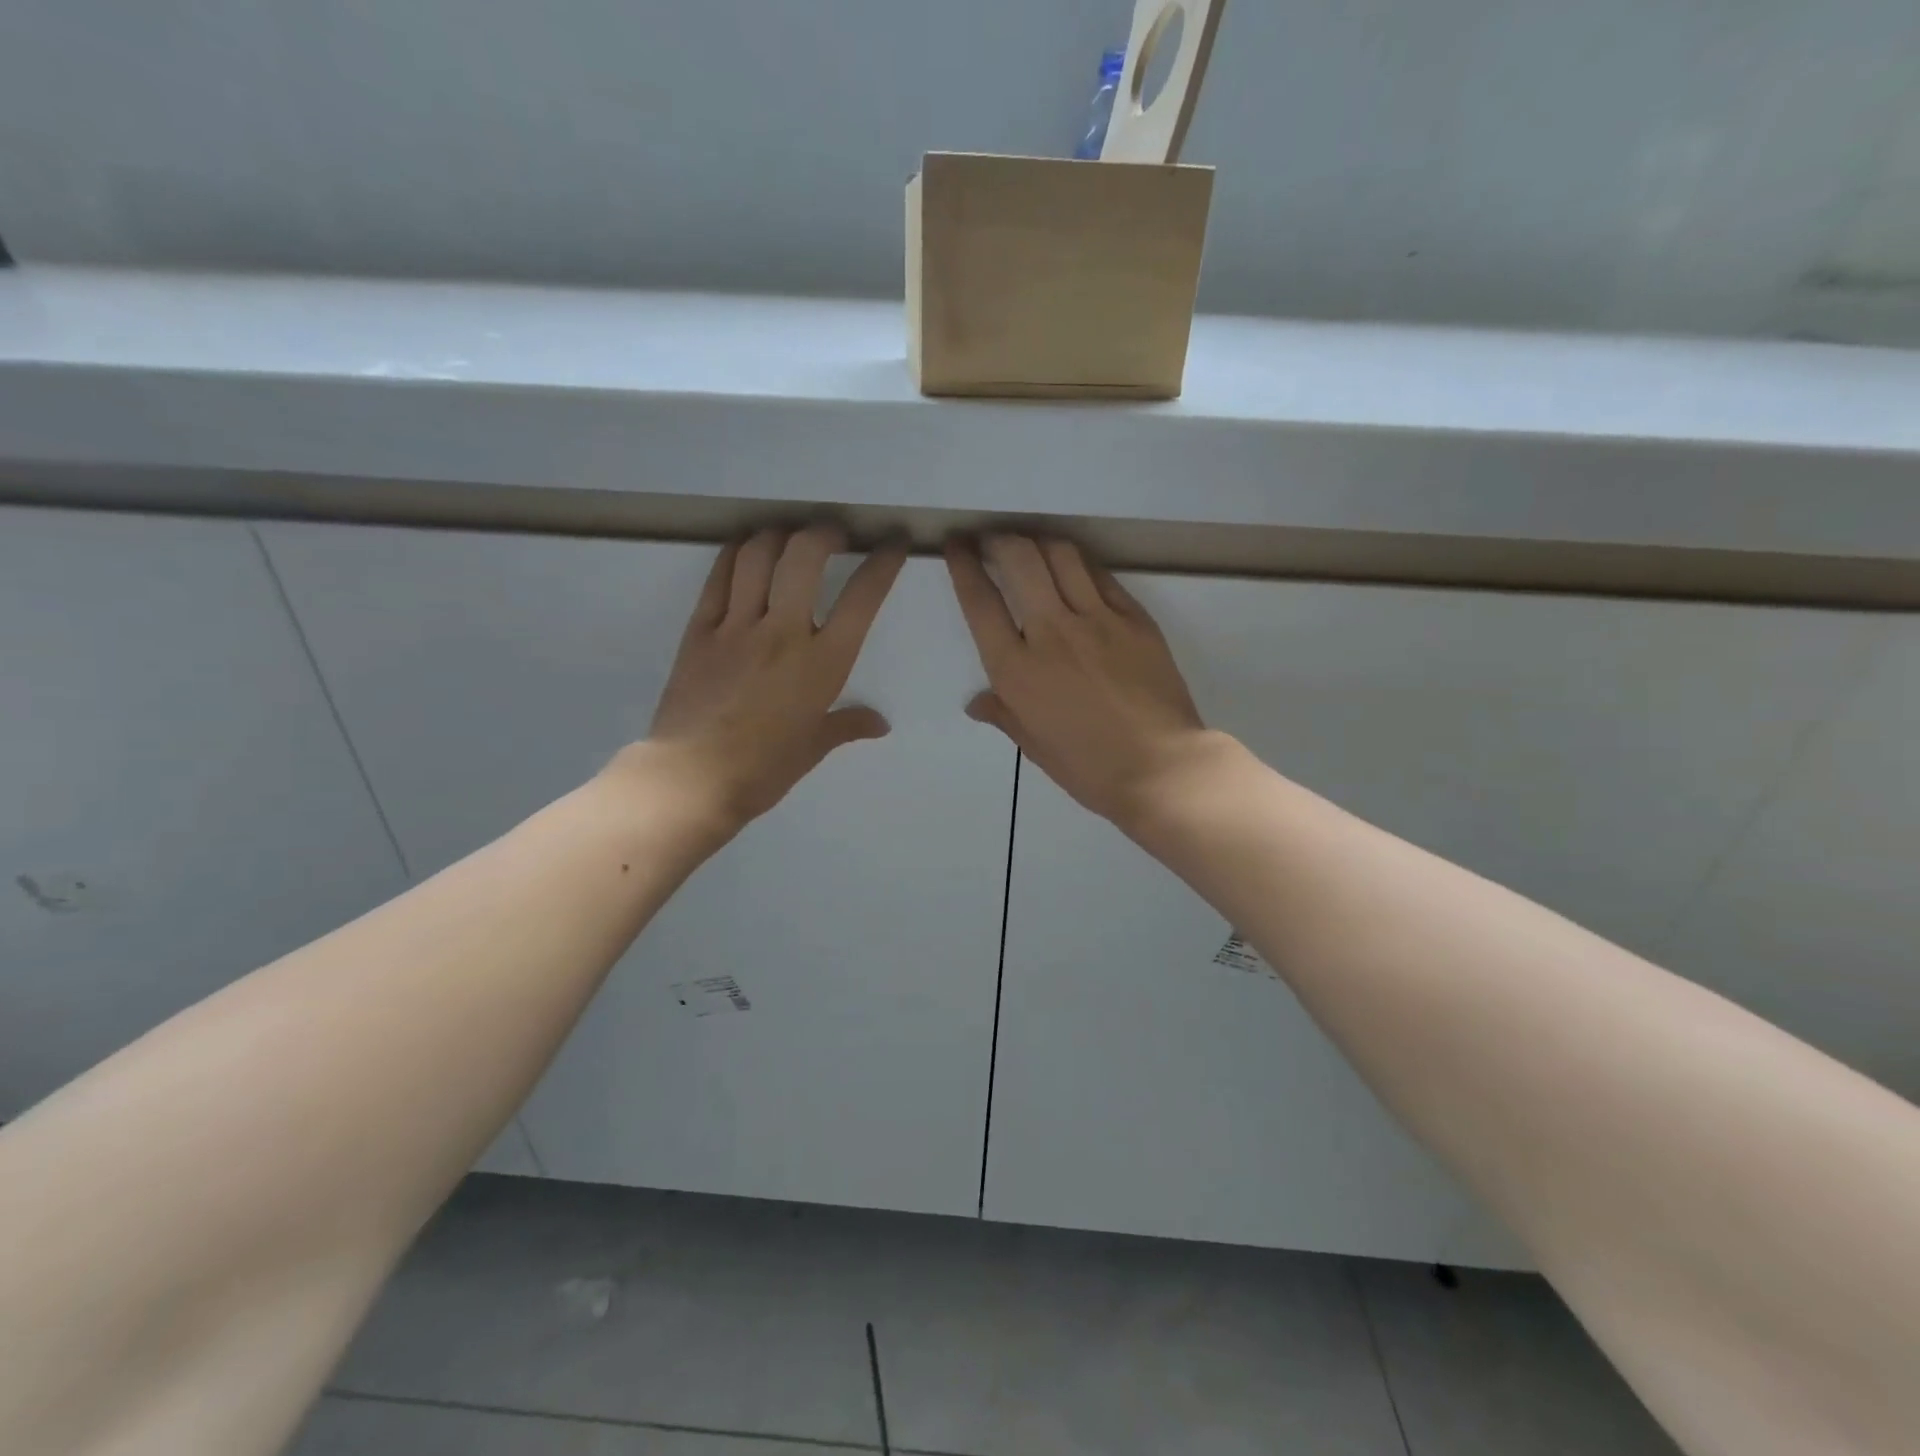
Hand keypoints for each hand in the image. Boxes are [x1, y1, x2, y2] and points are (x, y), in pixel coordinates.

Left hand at [636, 526, 904, 829]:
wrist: (693, 779)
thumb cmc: (764, 769)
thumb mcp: (813, 747)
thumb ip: (847, 725)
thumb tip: (879, 724)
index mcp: (822, 663)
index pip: (862, 598)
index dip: (883, 562)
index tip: (893, 544)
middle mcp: (783, 632)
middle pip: (805, 555)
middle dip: (825, 532)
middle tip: (834, 533)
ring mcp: (737, 626)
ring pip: (759, 555)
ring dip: (779, 534)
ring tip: (789, 537)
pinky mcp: (699, 629)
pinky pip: (720, 577)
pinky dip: (736, 554)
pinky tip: (746, 550)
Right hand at [946, 534, 1215, 827]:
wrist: (1160, 767)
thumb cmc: (1088, 767)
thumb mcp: (1034, 745)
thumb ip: (1003, 714)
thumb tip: (977, 703)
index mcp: (1016, 669)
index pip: (980, 601)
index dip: (963, 565)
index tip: (957, 546)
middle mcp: (1051, 632)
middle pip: (1019, 559)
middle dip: (999, 539)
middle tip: (993, 540)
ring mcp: (1097, 619)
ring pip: (1061, 555)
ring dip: (1040, 541)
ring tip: (1033, 546)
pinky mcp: (1134, 618)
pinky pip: (1100, 576)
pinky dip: (1080, 564)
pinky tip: (1075, 568)